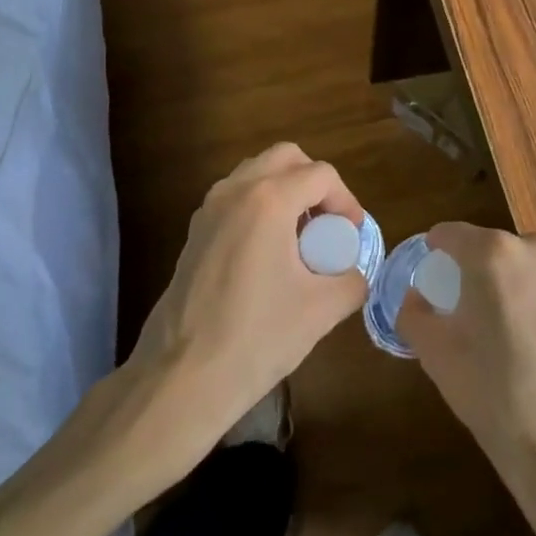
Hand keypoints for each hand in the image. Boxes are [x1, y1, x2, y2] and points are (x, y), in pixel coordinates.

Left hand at [129, 144, 368, 450]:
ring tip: (300, 237)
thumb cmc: (256, 338)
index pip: (320, 175)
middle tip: (328, 223)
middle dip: (314, 182)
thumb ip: (351, 282)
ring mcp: (208, 209)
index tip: (353, 235)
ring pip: (256, 173)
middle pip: (285, 157)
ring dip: (285, 190)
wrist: (182, 378)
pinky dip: (259, 206)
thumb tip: (354, 275)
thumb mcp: (321, 310)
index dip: (346, 200)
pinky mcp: (194, 232)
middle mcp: (235, 191)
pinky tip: (268, 254)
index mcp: (268, 200)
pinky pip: (235, 197)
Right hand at [398, 224, 535, 514]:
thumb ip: (414, 313)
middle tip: (462, 313)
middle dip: (472, 272)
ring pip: (521, 266)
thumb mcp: (436, 354)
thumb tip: (417, 298)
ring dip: (506, 285)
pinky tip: (533, 343)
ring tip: (500, 331)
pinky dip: (534, 301)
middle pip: (489, 248)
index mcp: (492, 252)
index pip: (450, 234)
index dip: (434, 253)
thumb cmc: (495, 394)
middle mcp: (534, 247)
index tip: (429, 279)